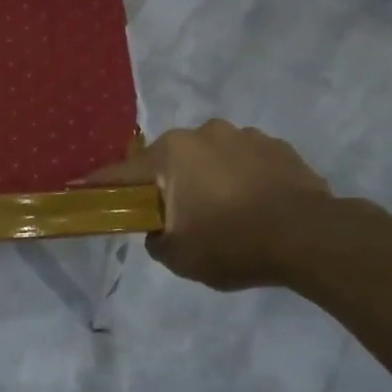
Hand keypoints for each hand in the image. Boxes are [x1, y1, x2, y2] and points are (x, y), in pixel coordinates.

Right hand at [83, 120, 333, 290]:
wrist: (310, 237)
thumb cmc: (232, 244)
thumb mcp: (179, 257)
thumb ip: (156, 238)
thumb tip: (159, 227)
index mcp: (170, 155)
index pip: (120, 174)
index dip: (99, 186)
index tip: (81, 189)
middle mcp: (201, 134)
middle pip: (169, 161)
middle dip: (167, 183)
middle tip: (178, 216)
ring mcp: (242, 135)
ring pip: (209, 157)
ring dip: (207, 177)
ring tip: (225, 212)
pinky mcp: (276, 145)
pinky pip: (244, 160)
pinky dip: (240, 177)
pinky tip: (254, 205)